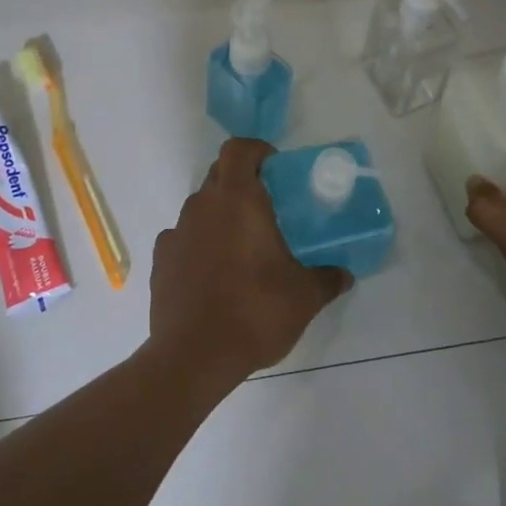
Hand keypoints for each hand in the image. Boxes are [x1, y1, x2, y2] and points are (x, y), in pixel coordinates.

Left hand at [150, 139, 350, 384]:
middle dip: (242, 183)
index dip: (256, 151)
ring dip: (220, 217)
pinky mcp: (160, 261)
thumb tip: (345, 275)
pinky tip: (212, 275)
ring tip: (241, 249)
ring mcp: (176, 232)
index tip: (275, 170)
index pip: (238, 148)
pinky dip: (198, 246)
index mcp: (237, 198)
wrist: (193, 357)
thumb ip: (327, 279)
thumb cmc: (254, 311)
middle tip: (267, 211)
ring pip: (201, 208)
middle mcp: (202, 205)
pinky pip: (183, 239)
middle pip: (219, 174)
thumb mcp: (304, 296)